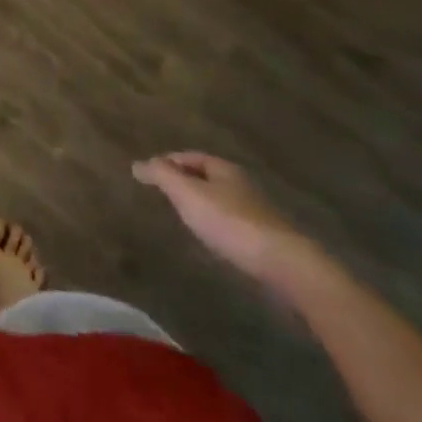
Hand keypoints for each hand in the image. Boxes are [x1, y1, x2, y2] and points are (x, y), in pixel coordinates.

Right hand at [133, 153, 311, 288]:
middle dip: (185, 182)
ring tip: (182, 218)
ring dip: (202, 205)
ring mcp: (257, 212)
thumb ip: (161, 176)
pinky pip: (233, 223)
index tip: (149, 175)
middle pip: (207, 177)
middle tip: (163, 194)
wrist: (284, 264)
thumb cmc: (230, 221)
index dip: (168, 162)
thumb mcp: (187, 193)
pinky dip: (216, 225)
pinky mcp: (266, 239)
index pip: (190, 156)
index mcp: (224, 169)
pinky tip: (210, 240)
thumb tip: (137, 163)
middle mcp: (242, 184)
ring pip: (221, 201)